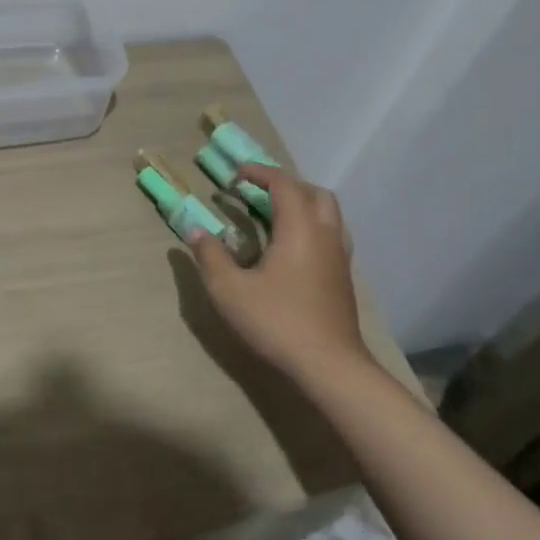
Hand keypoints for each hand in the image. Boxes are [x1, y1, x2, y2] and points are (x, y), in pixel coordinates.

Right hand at [190, 165, 369, 380]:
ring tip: (275, 217)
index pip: (283, 184)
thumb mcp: (229, 289)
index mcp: (299, 228)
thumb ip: (210, 255)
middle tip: (258, 193)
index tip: (236, 175)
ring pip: (329, 215)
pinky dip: (312, 228)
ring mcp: (339, 258)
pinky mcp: (344, 279)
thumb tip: (195, 230)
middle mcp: (325, 235)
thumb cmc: (277, 322)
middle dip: (286, 186)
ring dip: (303, 206)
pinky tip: (292, 250)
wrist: (330, 367)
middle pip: (314, 193)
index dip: (260, 173)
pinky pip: (332, 236)